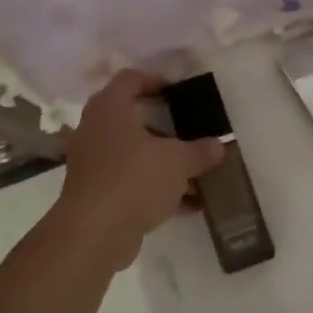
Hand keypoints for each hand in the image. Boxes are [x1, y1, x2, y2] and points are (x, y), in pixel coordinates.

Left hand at [55, 70, 224, 267]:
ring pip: (133, 154)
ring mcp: (93, 163)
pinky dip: (156, 188)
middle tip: (190, 130)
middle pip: (132, 118)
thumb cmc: (134, 179)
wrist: (94, 234)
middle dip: (165, 126)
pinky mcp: (97, 194)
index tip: (179, 92)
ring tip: (196, 171)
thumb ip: (200, 151)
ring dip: (163, 162)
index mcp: (110, 109)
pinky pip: (131, 182)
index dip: (155, 80)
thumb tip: (219, 146)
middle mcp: (96, 130)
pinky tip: (188, 204)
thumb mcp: (178, 161)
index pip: (130, 79)